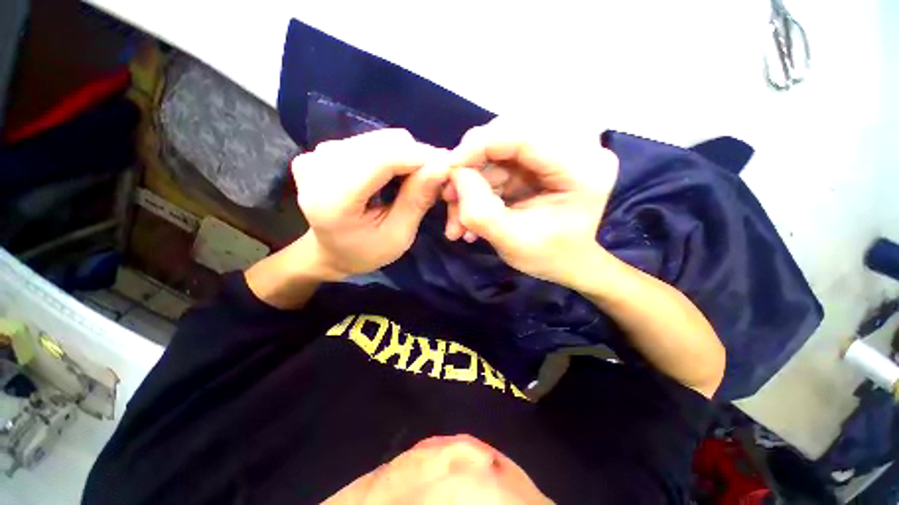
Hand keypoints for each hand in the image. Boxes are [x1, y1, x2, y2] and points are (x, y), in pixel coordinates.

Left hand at [292, 129, 447, 279]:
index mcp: (333, 198)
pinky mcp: (324, 149)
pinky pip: (372, 141)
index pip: (383, 158)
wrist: (328, 252)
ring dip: (406, 156)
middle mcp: (319, 166)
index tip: (445, 171)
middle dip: (416, 158)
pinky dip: (393, 155)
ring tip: (413, 181)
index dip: (420, 158)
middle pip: (385, 143)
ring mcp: (319, 153)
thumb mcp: (397, 236)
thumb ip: (416, 201)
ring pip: (381, 138)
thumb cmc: (364, 252)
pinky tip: (395, 176)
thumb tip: (442, 166)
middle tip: (431, 182)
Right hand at [443, 119, 618, 286]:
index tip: (450, 167)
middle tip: (451, 194)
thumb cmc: (547, 257)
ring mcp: (559, 150)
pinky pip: (501, 160)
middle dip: (474, 163)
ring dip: (473, 180)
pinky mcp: (542, 158)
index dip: (482, 145)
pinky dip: (481, 184)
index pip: (527, 136)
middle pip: (511, 132)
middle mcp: (577, 148)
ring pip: (500, 146)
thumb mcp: (511, 242)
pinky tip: (471, 210)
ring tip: (459, 216)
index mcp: (582, 170)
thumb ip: (480, 211)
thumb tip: (456, 175)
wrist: (567, 261)